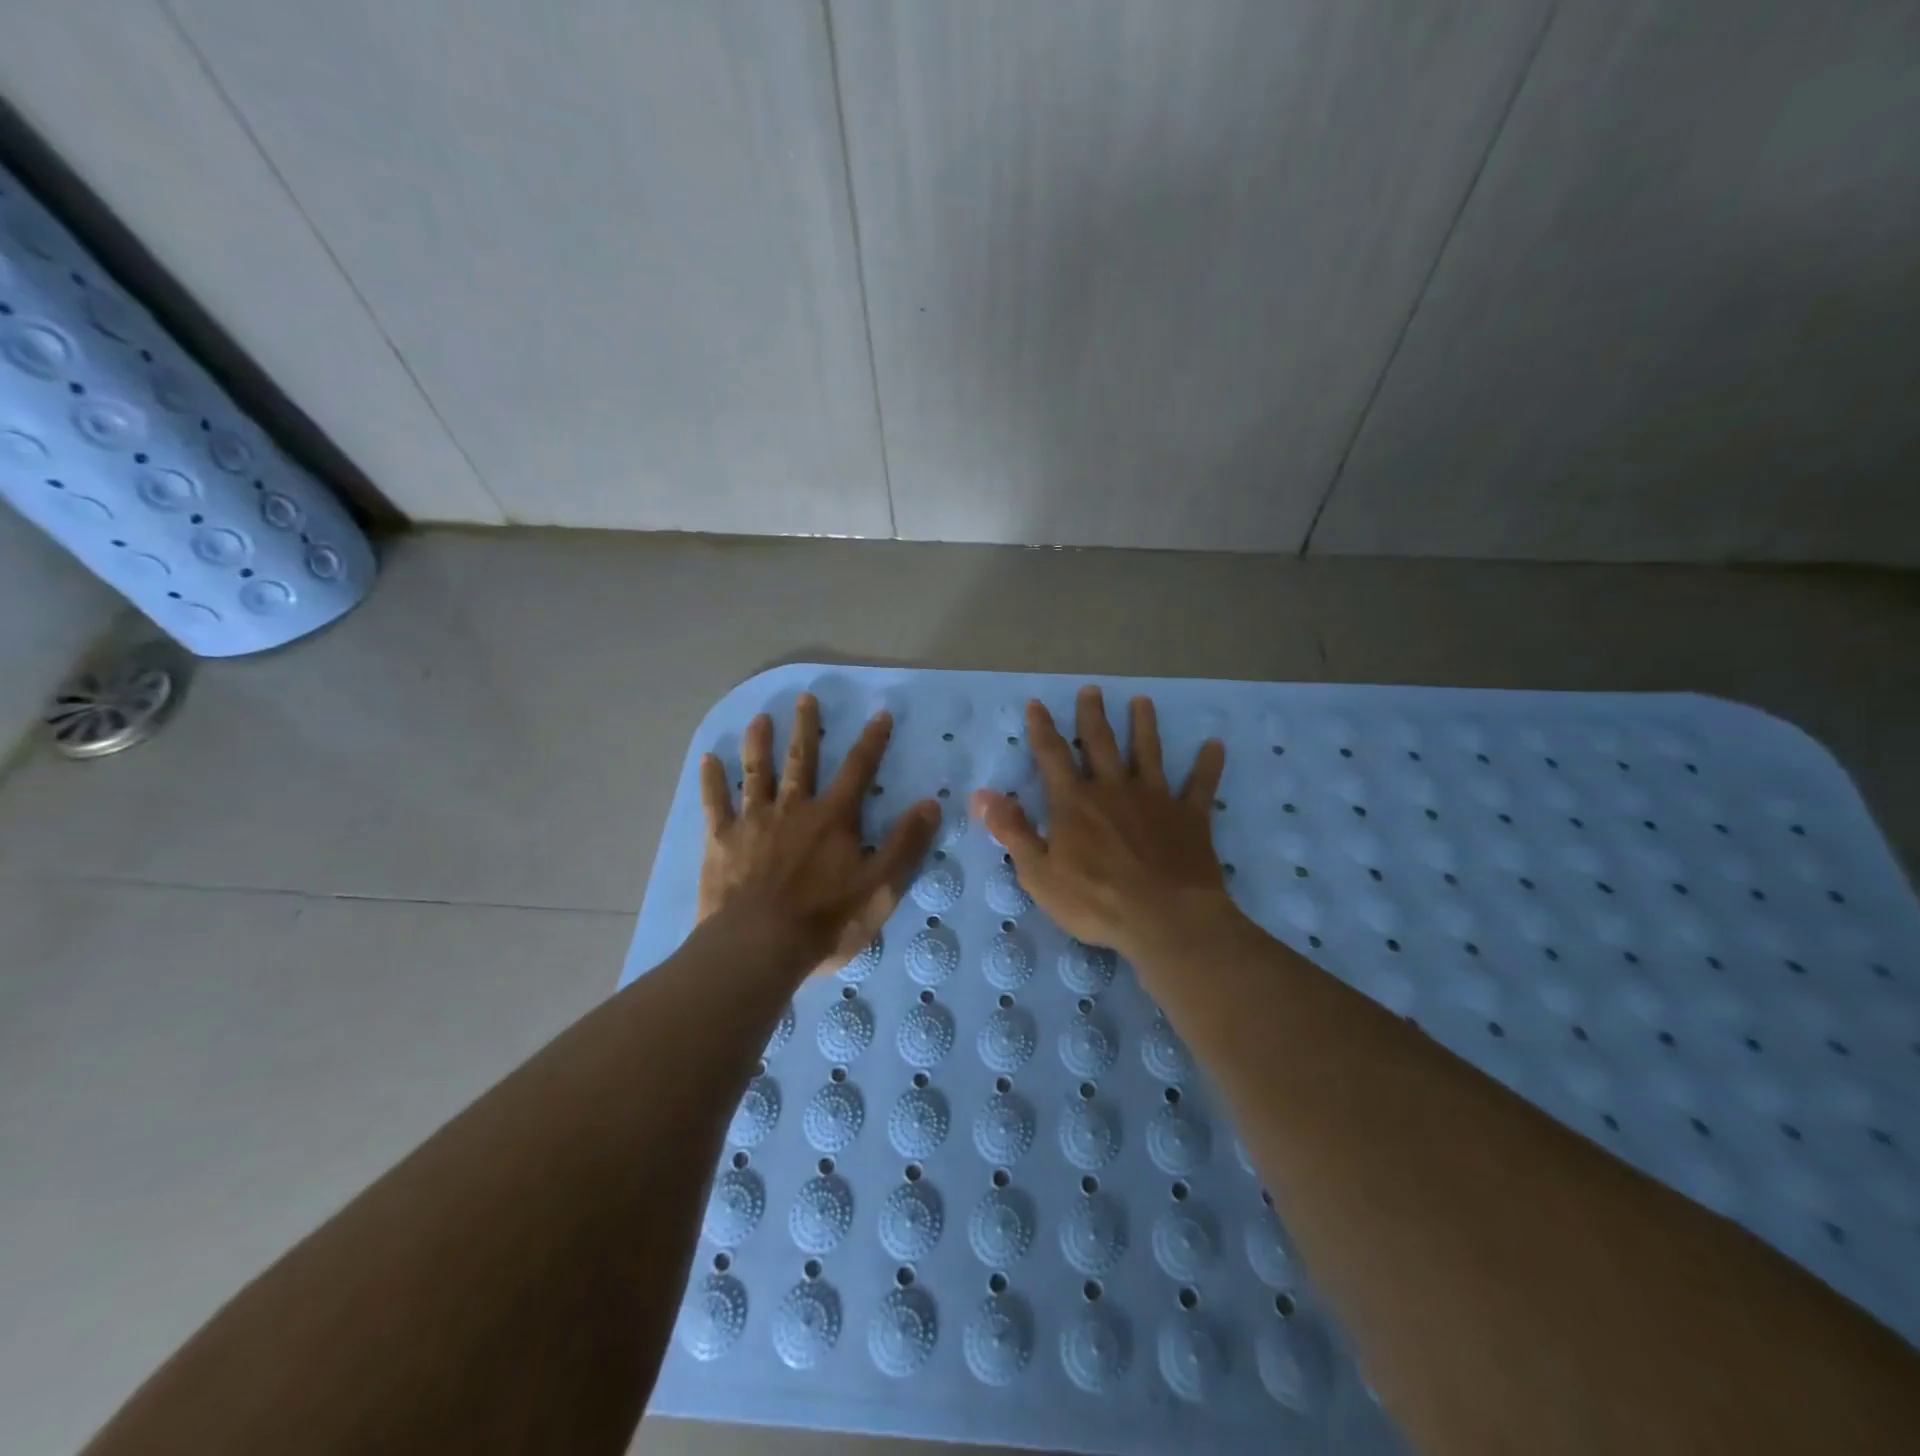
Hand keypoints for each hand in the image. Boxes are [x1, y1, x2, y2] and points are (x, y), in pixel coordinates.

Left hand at [699, 693, 937, 974]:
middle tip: (805, 698)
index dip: (872, 741)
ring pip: (757, 773)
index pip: (859, 770)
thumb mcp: (881, 887)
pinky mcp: (721, 841)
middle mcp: (794, 809)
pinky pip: (716, 803)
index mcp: (833, 818)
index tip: (879, 713)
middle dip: (806, 728)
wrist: (759, 946)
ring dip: (759, 743)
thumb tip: (931, 802)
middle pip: (801, 760)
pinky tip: (708, 759)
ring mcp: (754, 822)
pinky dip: (712, 780)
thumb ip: (906, 844)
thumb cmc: (826, 921)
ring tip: (759, 717)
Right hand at [970, 686, 1234, 963]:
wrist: (1165, 920)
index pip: (1052, 756)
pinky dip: (1208, 765)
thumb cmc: (1095, 901)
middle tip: (1092, 690)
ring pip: (1148, 753)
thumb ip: (1012, 830)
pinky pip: (1200, 785)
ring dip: (1144, 726)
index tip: (1037, 704)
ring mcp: (1155, 800)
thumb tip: (981, 794)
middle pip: (1101, 744)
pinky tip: (1215, 745)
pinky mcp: (1189, 817)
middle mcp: (1113, 789)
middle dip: (1093, 716)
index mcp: (1075, 802)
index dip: (1042, 729)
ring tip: (1143, 701)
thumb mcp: (1039, 872)